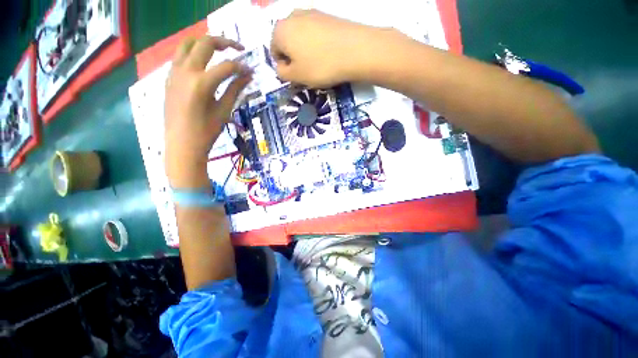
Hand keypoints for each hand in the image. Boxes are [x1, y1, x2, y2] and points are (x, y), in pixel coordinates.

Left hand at [164, 36, 251, 187]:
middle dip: (224, 43)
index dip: (241, 67)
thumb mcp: (224, 110)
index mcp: (201, 83)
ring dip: (204, 43)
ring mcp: (174, 72)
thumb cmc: (206, 131)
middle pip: (205, 43)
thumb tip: (248, 76)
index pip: (226, 66)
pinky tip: (203, 65)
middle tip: (238, 49)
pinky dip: (193, 53)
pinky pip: (179, 56)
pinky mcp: (169, 78)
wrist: (182, 144)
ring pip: (187, 44)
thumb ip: (235, 89)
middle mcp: (185, 71)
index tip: (251, 71)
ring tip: (219, 51)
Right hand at [271, 10, 388, 87]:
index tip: (297, 76)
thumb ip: (282, 73)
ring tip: (319, 62)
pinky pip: (315, 32)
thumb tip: (281, 66)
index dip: (284, 66)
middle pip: (287, 41)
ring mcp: (310, 12)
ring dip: (305, 50)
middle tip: (307, 70)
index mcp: (280, 31)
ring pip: (301, 36)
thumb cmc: (320, 66)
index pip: (274, 51)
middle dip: (294, 57)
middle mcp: (291, 16)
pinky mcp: (326, 15)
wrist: (355, 50)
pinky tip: (327, 52)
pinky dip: (317, 43)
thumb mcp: (297, 76)